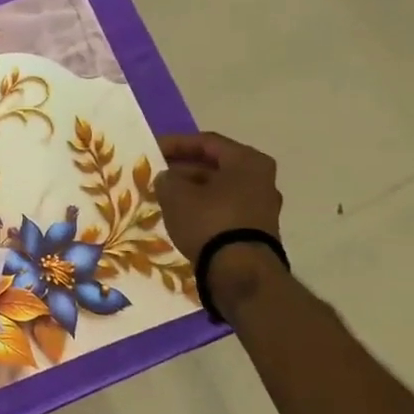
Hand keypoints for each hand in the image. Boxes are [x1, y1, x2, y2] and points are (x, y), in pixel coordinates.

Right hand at [155, 131, 283, 260]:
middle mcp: (261, 179)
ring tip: (163, 193)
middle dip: (183, 168)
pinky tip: (180, 213)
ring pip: (219, 188)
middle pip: (215, 165)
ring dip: (191, 188)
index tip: (152, 149)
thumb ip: (167, 179)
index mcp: (247, 161)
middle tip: (156, 172)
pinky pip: (223, 208)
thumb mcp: (176, 194)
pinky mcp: (255, 230)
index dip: (176, 143)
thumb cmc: (209, 221)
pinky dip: (202, 206)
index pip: (207, 142)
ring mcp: (261, 206)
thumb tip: (167, 178)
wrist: (239, 272)